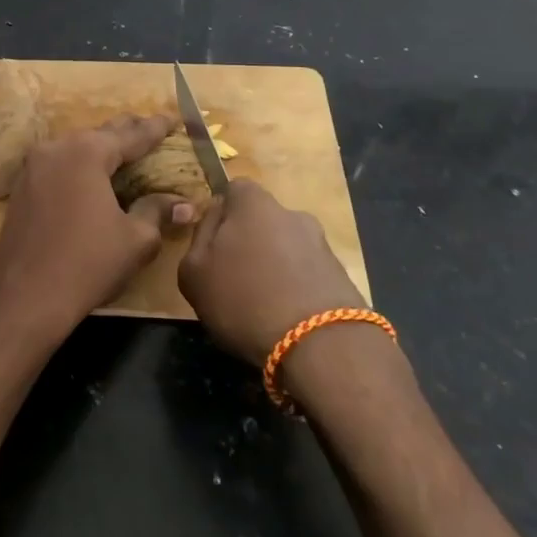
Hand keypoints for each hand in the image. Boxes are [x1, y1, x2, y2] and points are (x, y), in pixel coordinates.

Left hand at [0, 114, 194, 343]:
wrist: (26, 296)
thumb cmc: (88, 264)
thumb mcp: (135, 239)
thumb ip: (157, 211)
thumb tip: (184, 204)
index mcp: (87, 153)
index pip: (131, 135)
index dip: (156, 129)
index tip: (174, 120)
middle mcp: (57, 148)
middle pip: (100, 134)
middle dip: (127, 131)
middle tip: (152, 129)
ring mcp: (33, 166)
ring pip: (76, 147)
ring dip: (100, 148)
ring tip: (124, 150)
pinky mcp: (21, 186)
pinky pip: (58, 164)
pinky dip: (79, 165)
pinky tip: (90, 176)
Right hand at [178, 178, 365, 364]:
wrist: (321, 346)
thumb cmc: (244, 299)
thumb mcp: (193, 271)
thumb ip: (199, 237)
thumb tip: (215, 221)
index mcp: (254, 203)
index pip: (234, 190)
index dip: (222, 214)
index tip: (213, 245)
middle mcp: (292, 214)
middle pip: (263, 220)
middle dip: (250, 242)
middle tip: (234, 278)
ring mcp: (322, 245)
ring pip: (287, 249)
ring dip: (275, 268)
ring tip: (262, 305)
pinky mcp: (342, 278)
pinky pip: (308, 275)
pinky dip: (296, 290)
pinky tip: (286, 319)